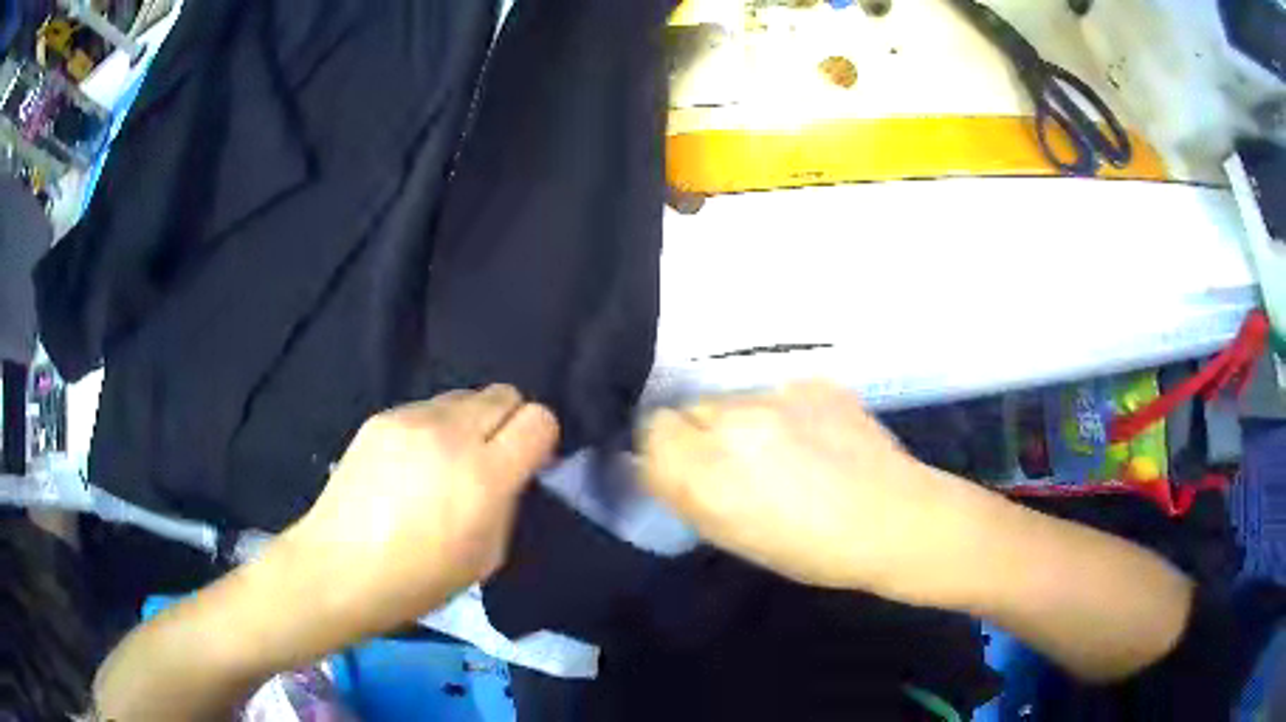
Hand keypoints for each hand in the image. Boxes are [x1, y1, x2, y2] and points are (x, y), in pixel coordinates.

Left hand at [284, 385, 558, 634]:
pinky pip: (426, 409)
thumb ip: (507, 502)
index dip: (540, 440)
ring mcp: (411, 419)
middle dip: (507, 422)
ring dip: (468, 423)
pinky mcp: (381, 417)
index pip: (538, 420)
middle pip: (504, 394)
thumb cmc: (418, 579)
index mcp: (483, 475)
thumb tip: (512, 471)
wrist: (339, 566)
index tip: (527, 462)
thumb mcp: (486, 556)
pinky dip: (432, 429)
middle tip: (489, 459)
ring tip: (445, 461)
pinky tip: (410, 464)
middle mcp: (451, 434)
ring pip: (464, 397)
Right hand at [639, 382, 997, 604]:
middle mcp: (732, 424)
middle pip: (686, 408)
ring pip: (731, 397)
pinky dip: (782, 410)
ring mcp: (775, 395)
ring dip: (740, 420)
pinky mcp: (811, 380)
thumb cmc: (812, 550)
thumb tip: (666, 465)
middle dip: (698, 433)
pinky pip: (775, 390)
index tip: (683, 467)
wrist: (892, 519)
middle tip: (733, 460)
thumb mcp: (735, 536)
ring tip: (781, 447)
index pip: (651, 431)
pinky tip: (814, 435)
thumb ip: (691, 494)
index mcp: (707, 473)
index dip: (665, 450)